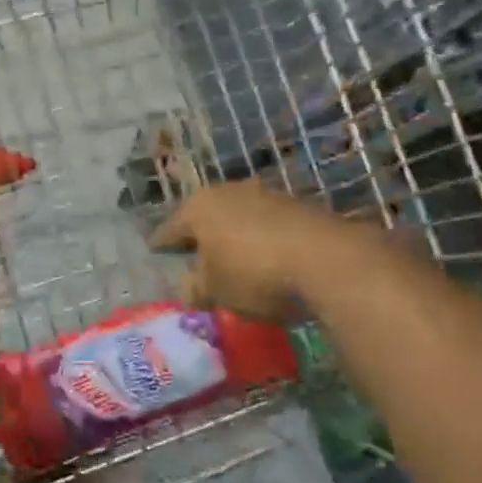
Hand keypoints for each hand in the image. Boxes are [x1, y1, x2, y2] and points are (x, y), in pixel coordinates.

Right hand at [150, 181, 329, 320]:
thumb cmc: (253, 273)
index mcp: (200, 207)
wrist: (327, 260)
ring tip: (232, 261)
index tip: (155, 250)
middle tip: (193, 256)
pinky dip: (262, 241)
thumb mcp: (215, 291)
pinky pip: (269, 226)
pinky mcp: (299, 207)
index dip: (162, 243)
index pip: (171, 228)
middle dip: (201, 236)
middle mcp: (230, 192)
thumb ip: (196, 289)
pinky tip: (266, 260)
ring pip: (240, 218)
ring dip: (235, 237)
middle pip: (207, 217)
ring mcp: (267, 195)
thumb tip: (190, 288)